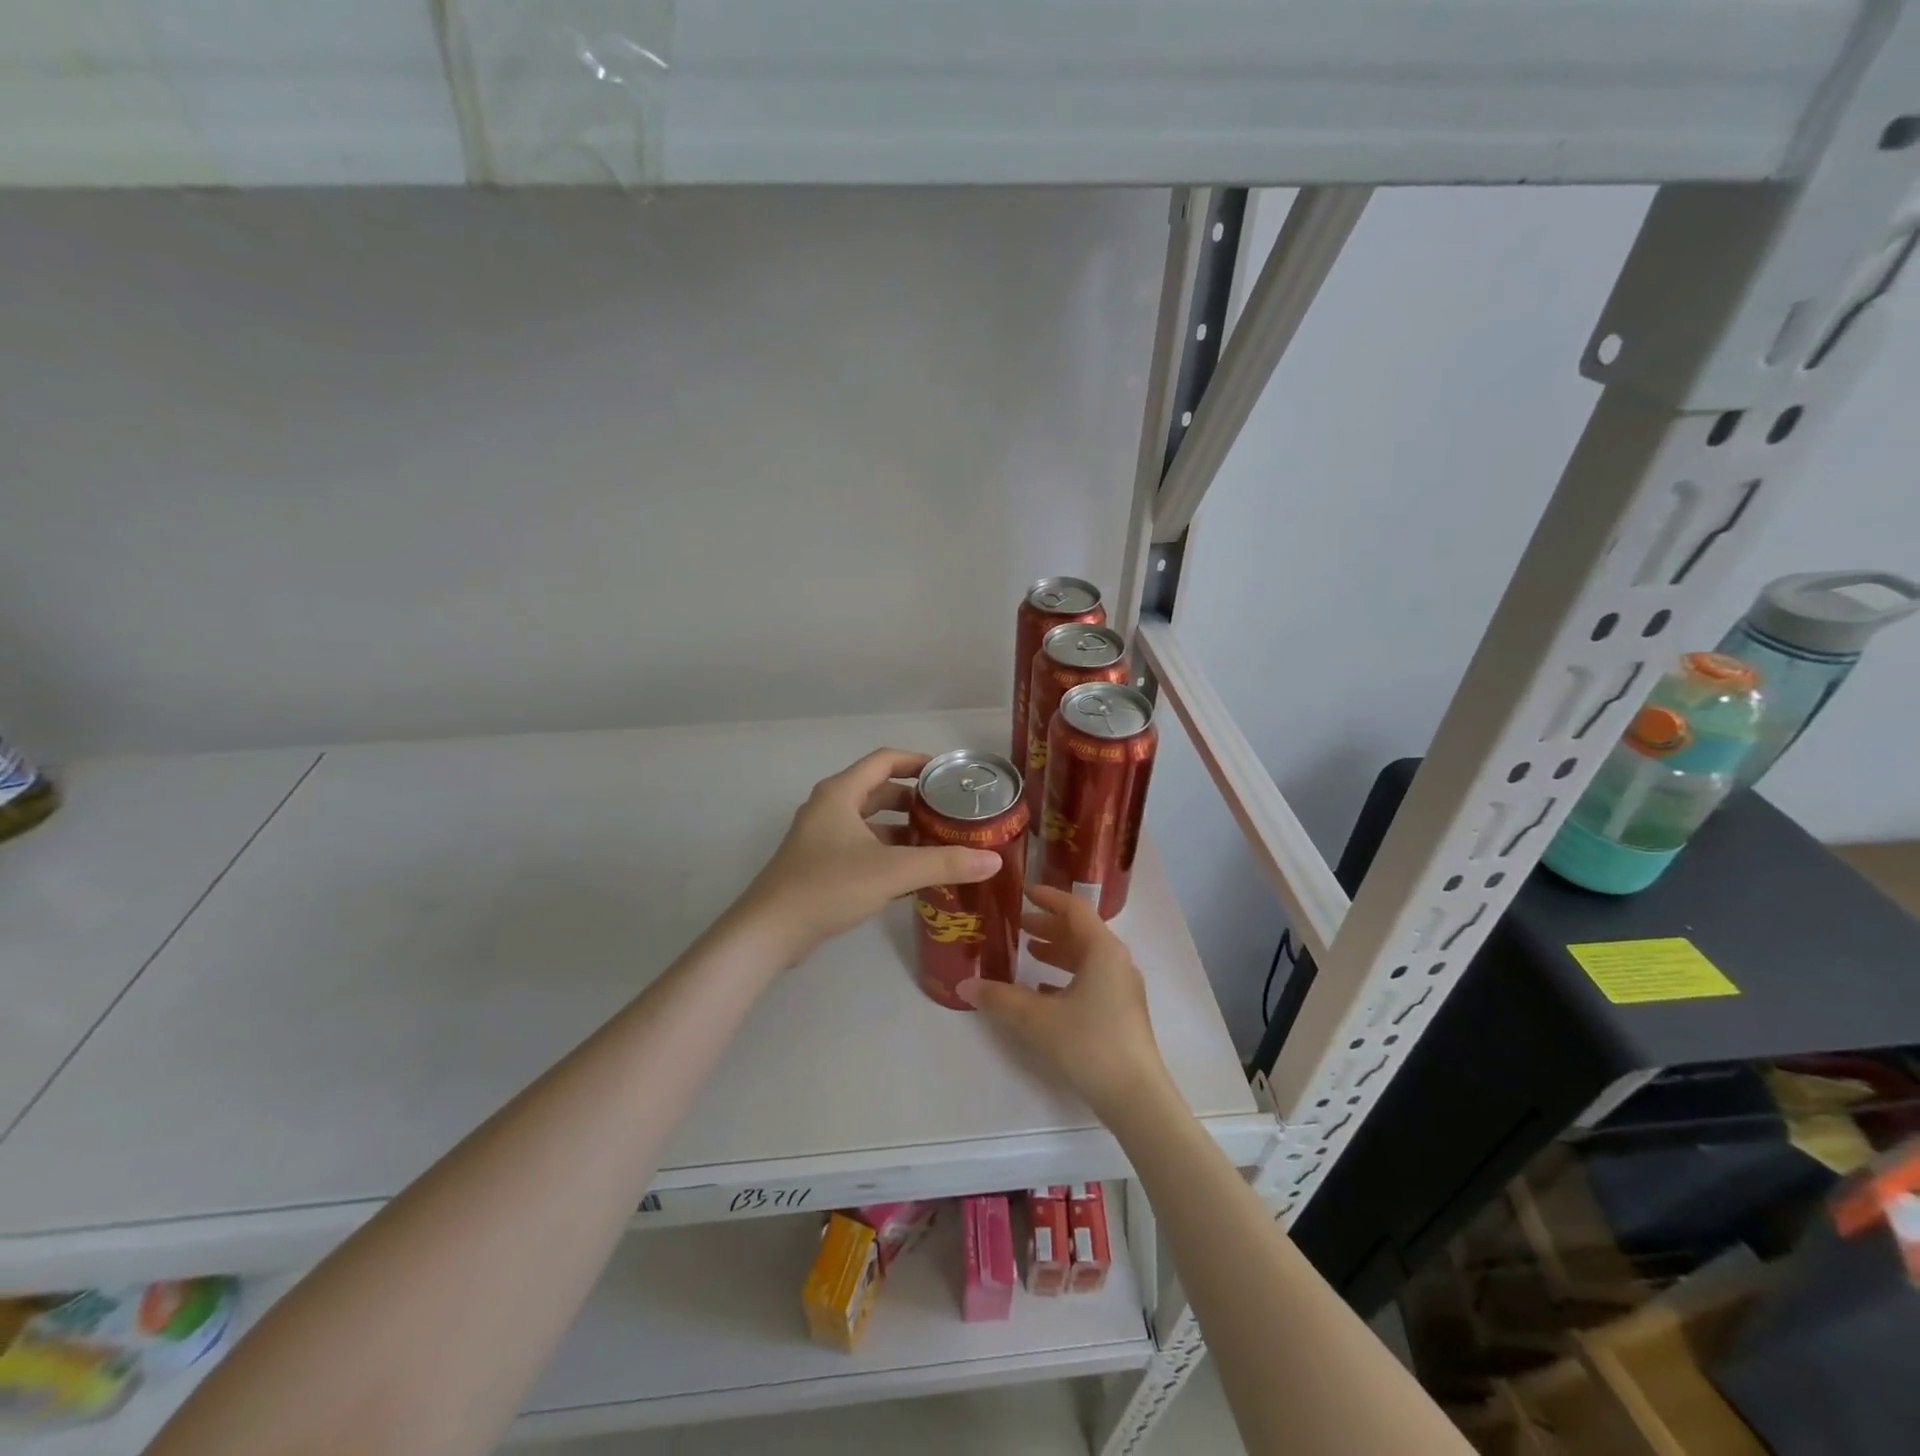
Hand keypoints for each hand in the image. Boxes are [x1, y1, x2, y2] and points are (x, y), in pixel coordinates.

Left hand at [732, 749, 1002, 966]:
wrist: (769, 932)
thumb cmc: (829, 886)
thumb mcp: (892, 871)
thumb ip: (943, 863)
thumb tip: (992, 860)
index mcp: (840, 793)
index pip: (885, 760)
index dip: (918, 762)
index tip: (949, 774)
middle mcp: (829, 808)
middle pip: (878, 791)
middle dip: (914, 800)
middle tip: (949, 813)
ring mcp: (821, 838)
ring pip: (869, 822)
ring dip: (901, 829)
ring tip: (938, 844)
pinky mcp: (819, 865)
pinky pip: (861, 847)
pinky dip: (886, 852)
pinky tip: (911, 875)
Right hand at [958, 885, 1169, 1119]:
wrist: (1136, 1097)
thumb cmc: (1089, 1044)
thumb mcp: (1037, 1019)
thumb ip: (1000, 998)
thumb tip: (964, 986)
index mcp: (1102, 950)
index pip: (1074, 908)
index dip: (1048, 897)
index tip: (1023, 892)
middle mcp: (1116, 961)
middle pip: (1080, 931)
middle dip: (1048, 925)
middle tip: (1017, 925)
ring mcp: (1122, 988)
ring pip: (1086, 957)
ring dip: (1057, 951)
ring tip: (1028, 951)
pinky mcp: (1122, 1012)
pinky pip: (1091, 980)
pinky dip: (1067, 977)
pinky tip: (1043, 991)